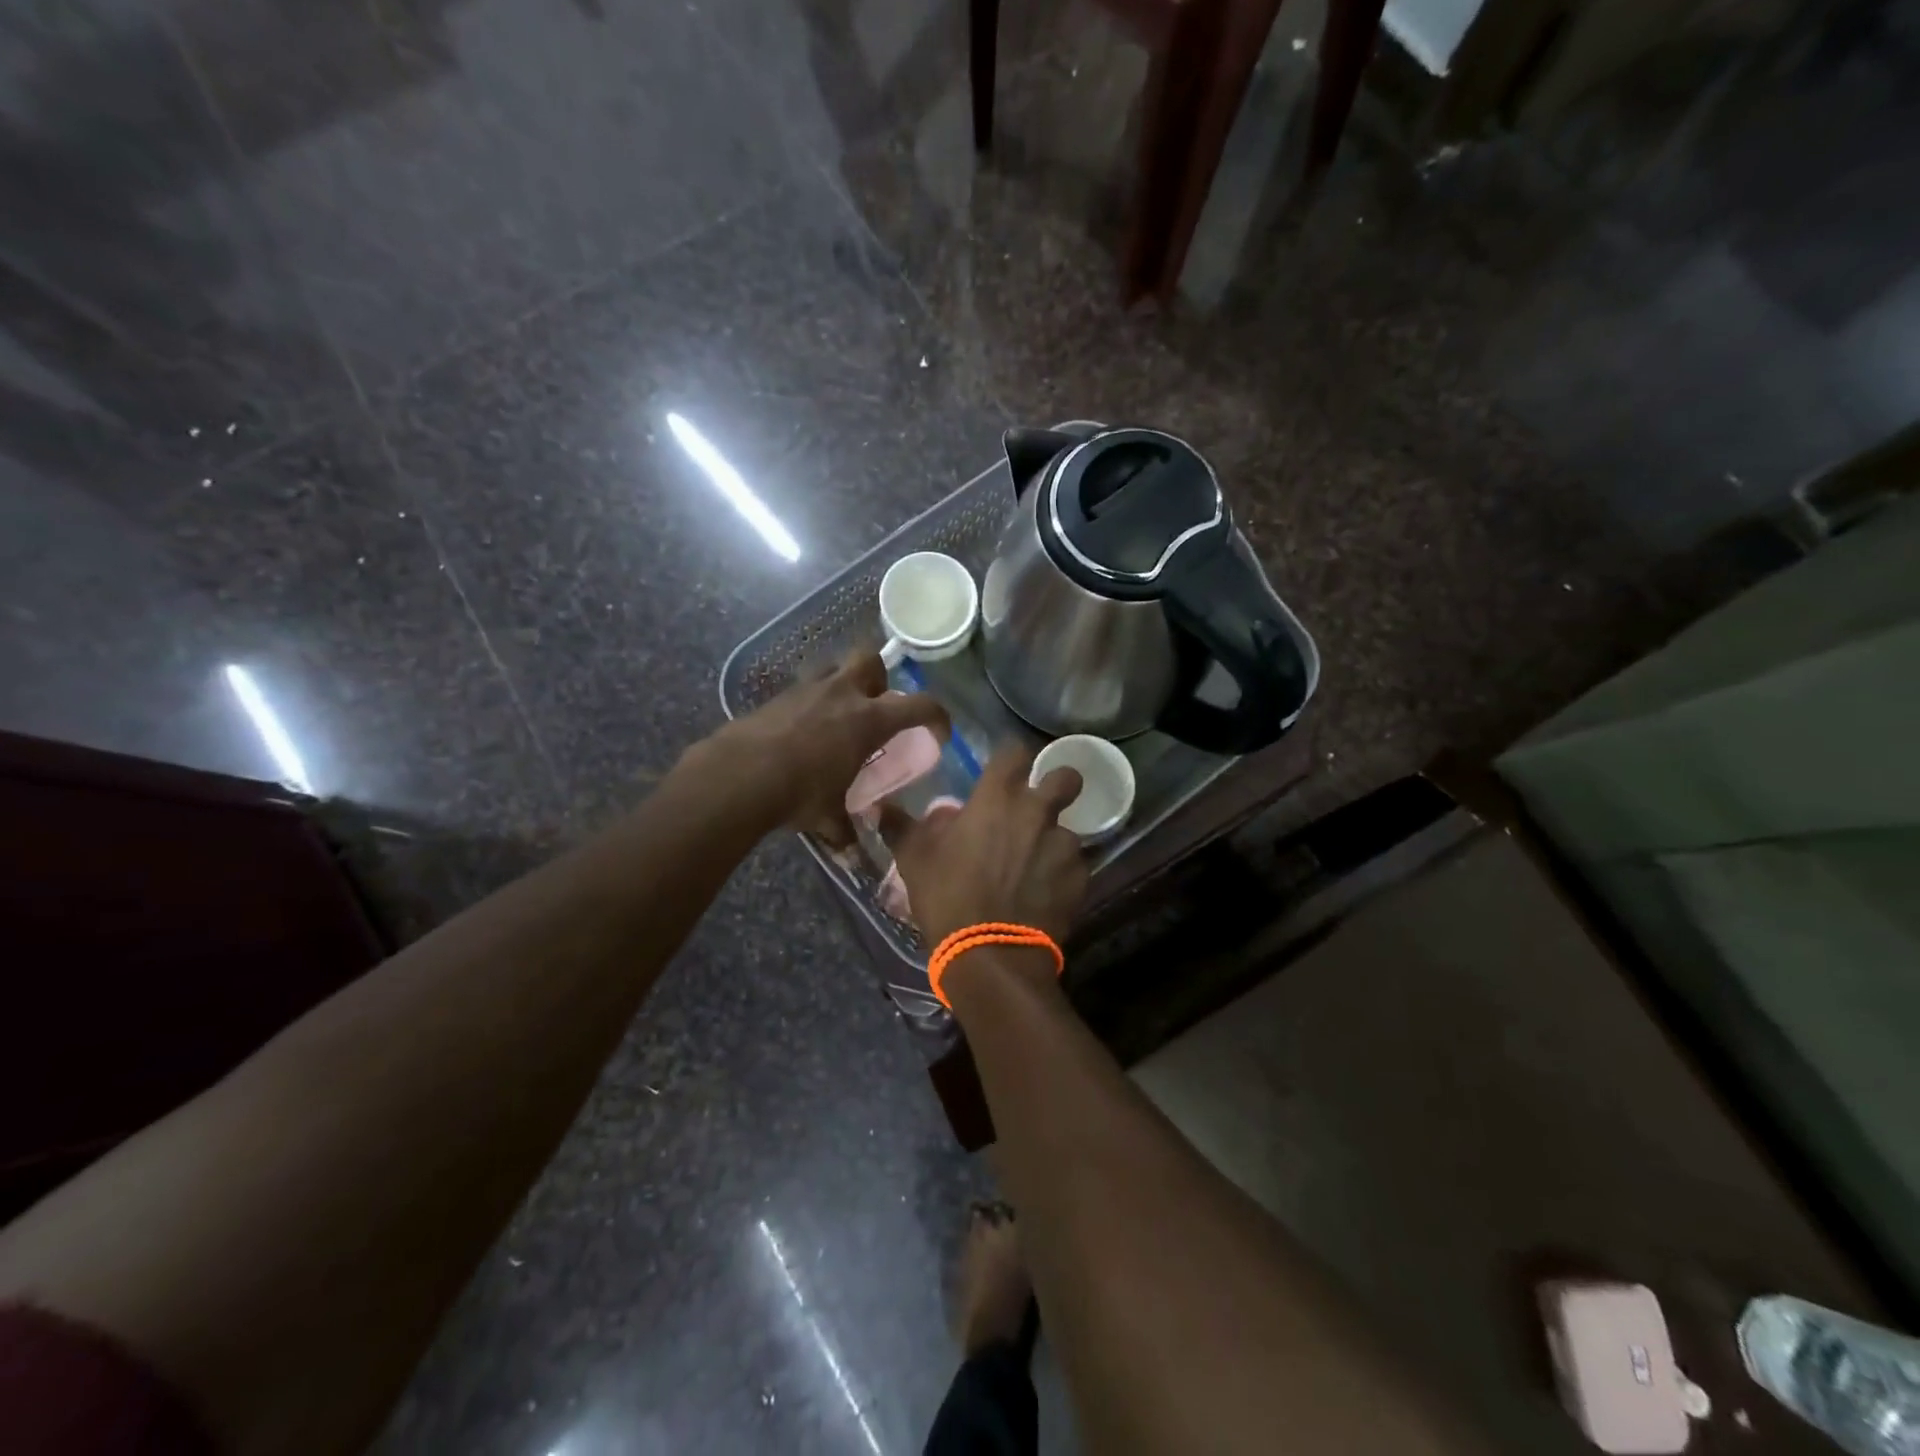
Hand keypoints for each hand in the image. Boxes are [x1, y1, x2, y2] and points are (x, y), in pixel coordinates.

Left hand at [696, 651, 947, 845]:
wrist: (738, 774)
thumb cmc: (798, 792)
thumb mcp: (828, 816)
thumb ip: (845, 833)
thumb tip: (854, 861)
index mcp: (868, 720)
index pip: (920, 705)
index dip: (937, 716)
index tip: (938, 733)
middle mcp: (842, 695)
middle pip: (871, 661)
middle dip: (879, 678)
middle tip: (875, 706)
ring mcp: (807, 690)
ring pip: (834, 668)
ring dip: (842, 686)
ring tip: (836, 716)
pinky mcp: (777, 696)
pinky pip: (803, 690)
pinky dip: (810, 704)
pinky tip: (801, 731)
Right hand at [878, 744, 1088, 950]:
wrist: (990, 955)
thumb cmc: (948, 897)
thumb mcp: (914, 859)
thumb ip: (901, 826)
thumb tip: (880, 807)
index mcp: (997, 798)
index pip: (1015, 751)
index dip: (1011, 759)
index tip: (1004, 772)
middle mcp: (1037, 812)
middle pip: (1066, 777)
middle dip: (1057, 784)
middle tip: (1038, 805)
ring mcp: (1063, 845)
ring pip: (1068, 829)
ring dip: (1053, 840)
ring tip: (1034, 865)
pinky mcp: (1079, 878)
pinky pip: (1074, 866)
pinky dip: (1060, 874)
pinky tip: (1043, 894)